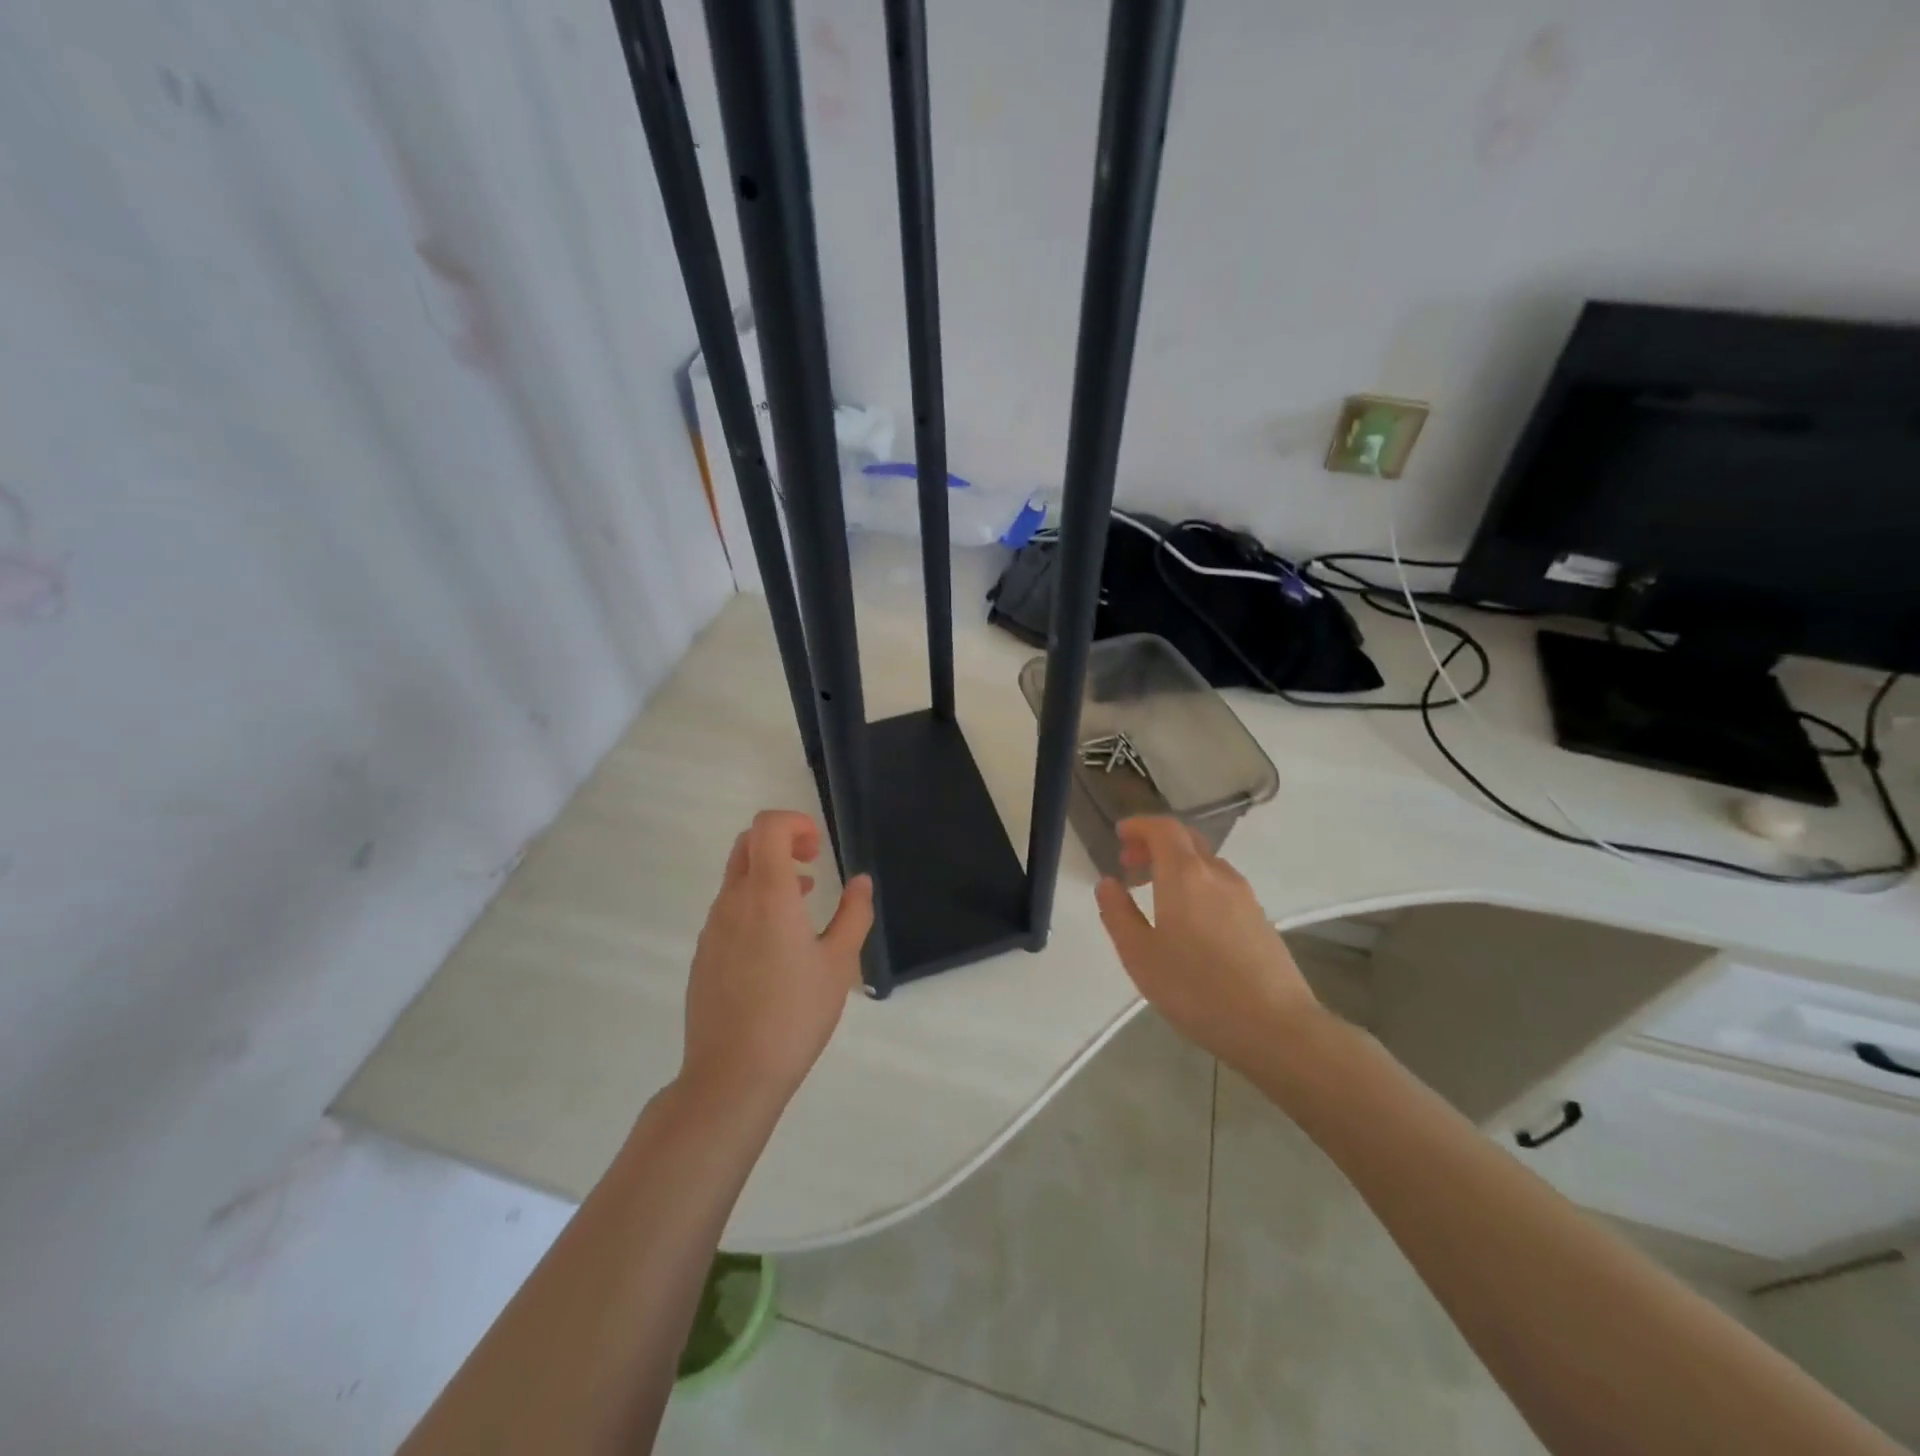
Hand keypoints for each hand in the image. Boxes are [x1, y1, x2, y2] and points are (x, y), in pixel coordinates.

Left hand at [680, 809, 873, 1113]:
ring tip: (804, 903)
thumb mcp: (840, 964)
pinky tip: (777, 944)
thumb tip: (860, 881)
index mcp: (768, 895)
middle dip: (782, 840)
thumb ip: (854, 914)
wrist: (732, 1075)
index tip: (819, 848)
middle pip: (747, 844)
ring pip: (737, 877)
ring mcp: (712, 929)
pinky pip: (728, 910)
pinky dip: (754, 903)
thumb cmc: (795, 1015)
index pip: (768, 827)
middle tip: (813, 863)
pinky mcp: (703, 955)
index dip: (795, 823)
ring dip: (769, 874)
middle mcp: (733, 902)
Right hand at [1094, 816, 1319, 1072]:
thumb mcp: (1140, 956)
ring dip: (1177, 865)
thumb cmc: (1196, 989)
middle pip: (1186, 840)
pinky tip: (1189, 919)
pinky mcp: (1259, 918)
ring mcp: (1244, 895)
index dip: (1139, 825)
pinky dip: (1197, 884)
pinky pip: (1221, 885)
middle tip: (1130, 863)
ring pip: (1205, 863)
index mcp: (1184, 875)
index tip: (1119, 834)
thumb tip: (1108, 883)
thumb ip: (1118, 914)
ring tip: (1156, 893)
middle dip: (1155, 843)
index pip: (1163, 829)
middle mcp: (1216, 874)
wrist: (1275, 1026)